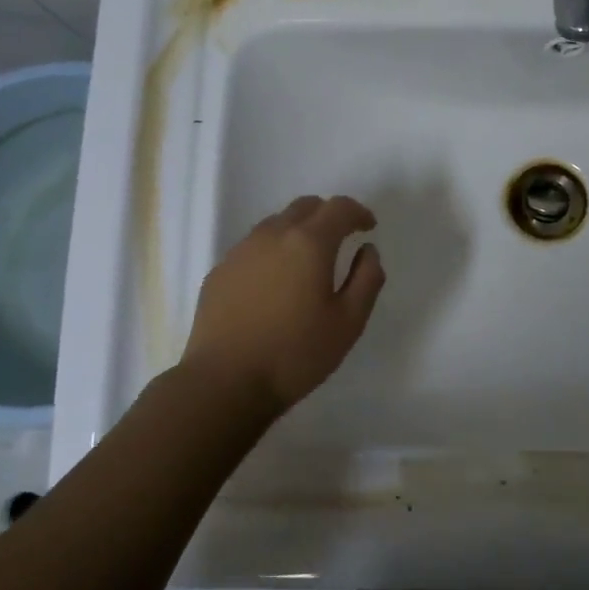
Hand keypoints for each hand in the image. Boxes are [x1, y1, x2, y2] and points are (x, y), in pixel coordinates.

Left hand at [181, 194, 384, 413]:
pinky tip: (274, 284)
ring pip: (276, 224)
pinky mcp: (220, 271)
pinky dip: (272, 252)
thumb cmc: (296, 353)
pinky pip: (253, 247)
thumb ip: (367, 279)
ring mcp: (240, 251)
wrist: (225, 382)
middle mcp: (272, 235)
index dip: (358, 212)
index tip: (368, 227)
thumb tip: (368, 251)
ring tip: (306, 262)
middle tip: (340, 240)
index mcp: (309, 243)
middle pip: (305, 207)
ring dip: (298, 231)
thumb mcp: (349, 322)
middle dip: (328, 216)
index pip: (339, 207)